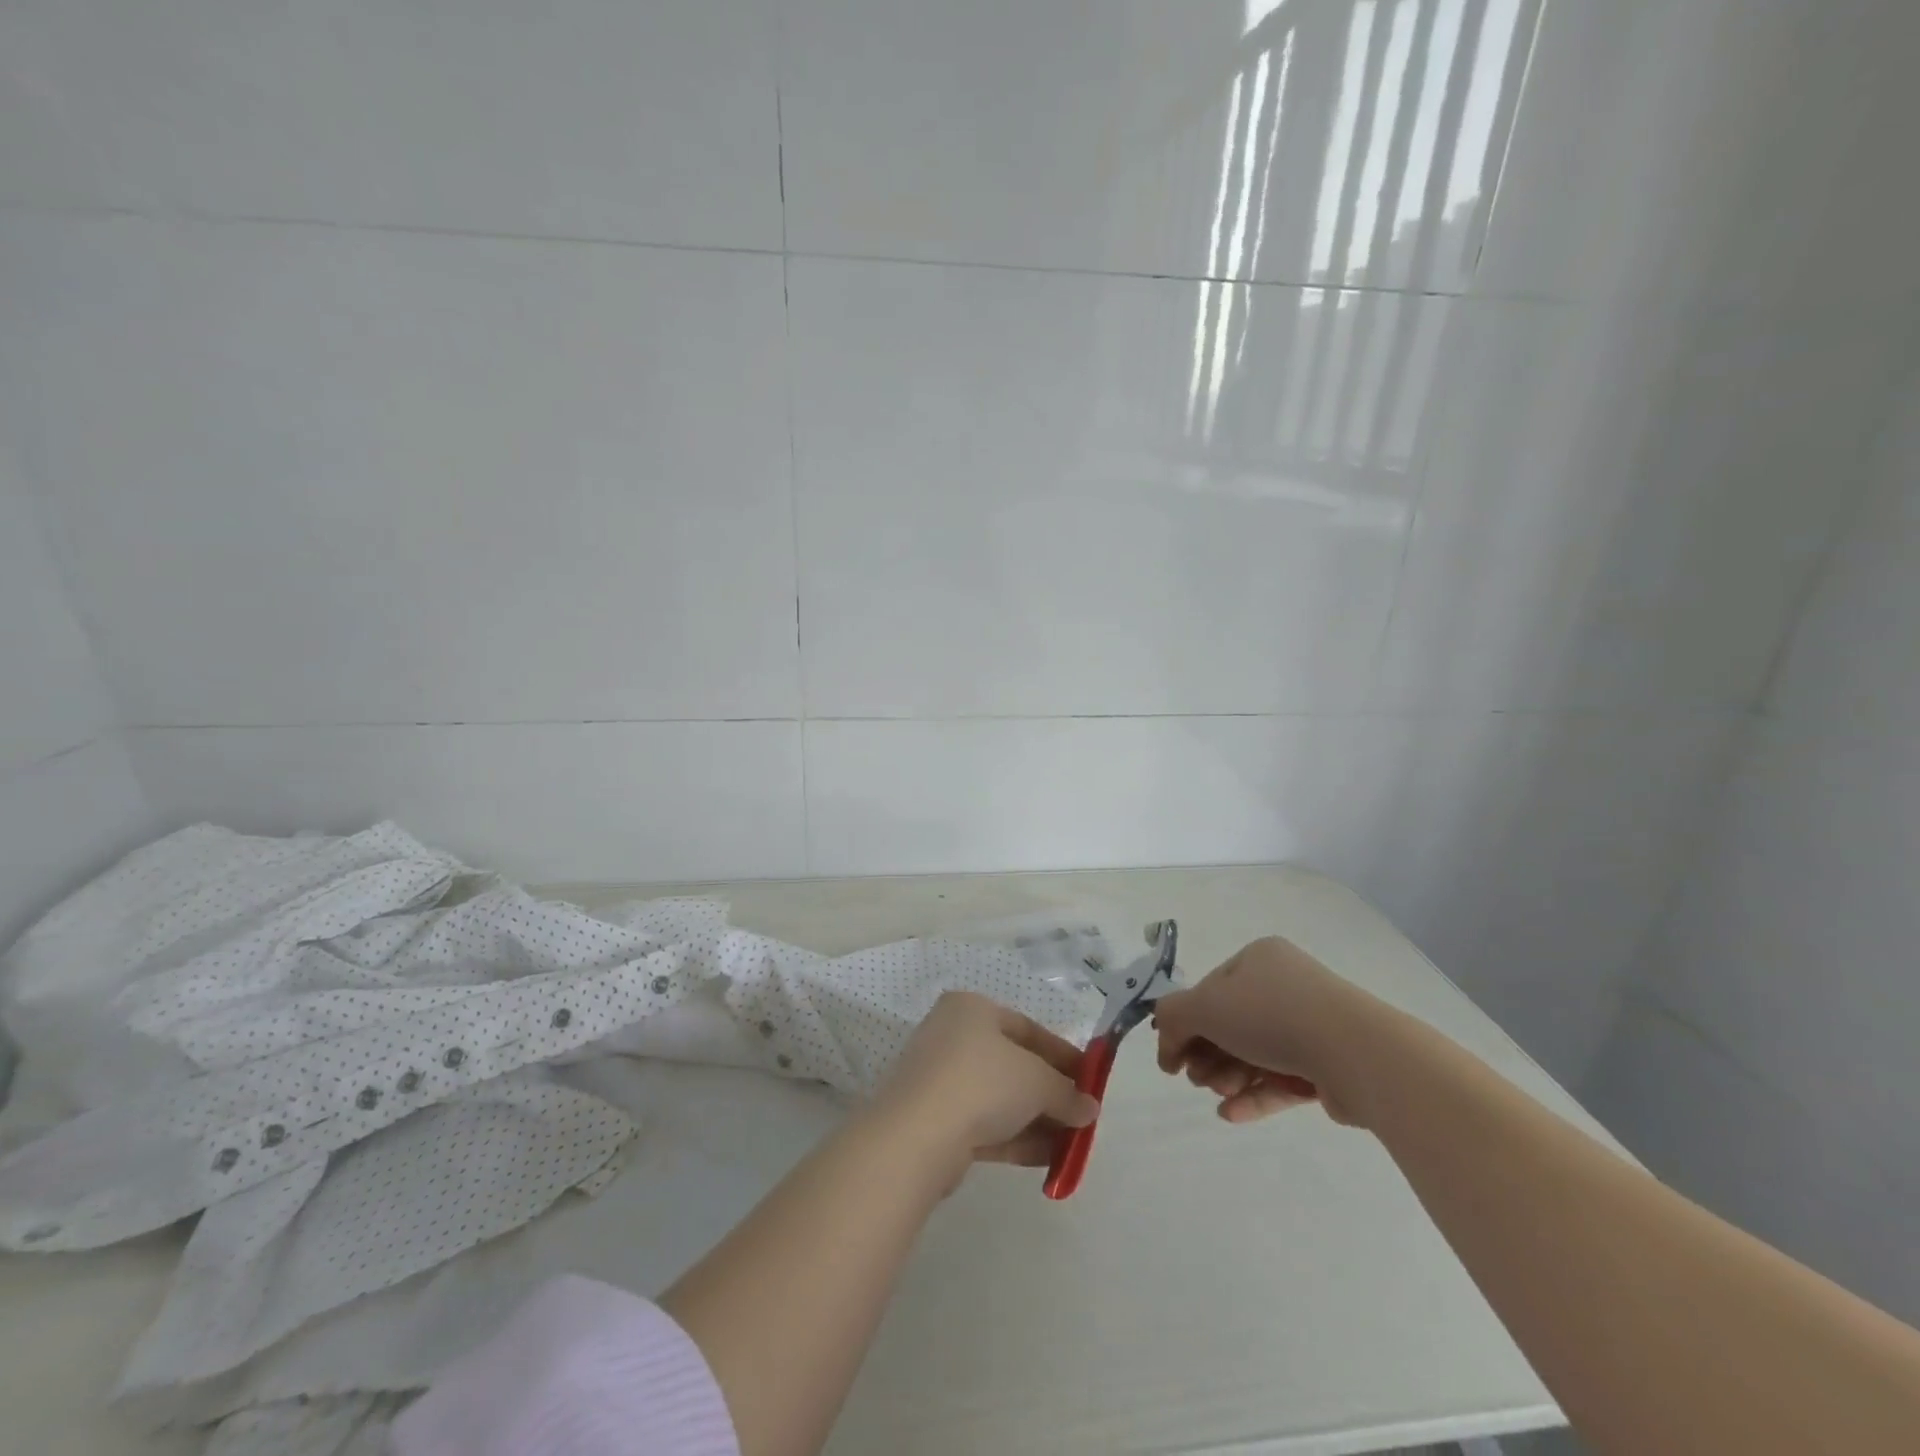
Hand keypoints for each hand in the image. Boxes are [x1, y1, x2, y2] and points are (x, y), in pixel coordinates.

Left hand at [872, 991, 1100, 1171]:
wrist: (917, 1135)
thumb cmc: (982, 1082)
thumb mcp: (1037, 1081)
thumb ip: (1066, 1093)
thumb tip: (1089, 1108)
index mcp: (972, 1009)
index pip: (1026, 1028)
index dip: (1063, 1054)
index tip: (1090, 1079)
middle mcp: (952, 1036)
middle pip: (1013, 1064)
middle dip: (1050, 1092)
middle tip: (1082, 1116)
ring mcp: (940, 1080)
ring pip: (999, 1099)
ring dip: (1037, 1121)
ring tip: (1073, 1146)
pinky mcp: (935, 1121)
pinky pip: (984, 1125)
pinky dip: (1016, 1139)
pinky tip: (1049, 1160)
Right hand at [1154, 936, 1373, 1125]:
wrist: (1356, 1053)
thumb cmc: (1271, 1015)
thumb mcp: (1204, 1006)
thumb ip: (1172, 1017)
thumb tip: (1166, 1042)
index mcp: (1258, 960)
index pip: (1210, 990)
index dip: (1186, 1023)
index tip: (1172, 1058)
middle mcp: (1286, 986)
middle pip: (1231, 1024)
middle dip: (1207, 1054)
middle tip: (1195, 1079)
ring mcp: (1312, 1026)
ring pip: (1255, 1053)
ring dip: (1228, 1076)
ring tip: (1217, 1096)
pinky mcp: (1329, 1066)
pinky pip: (1282, 1079)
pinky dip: (1254, 1095)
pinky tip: (1230, 1114)